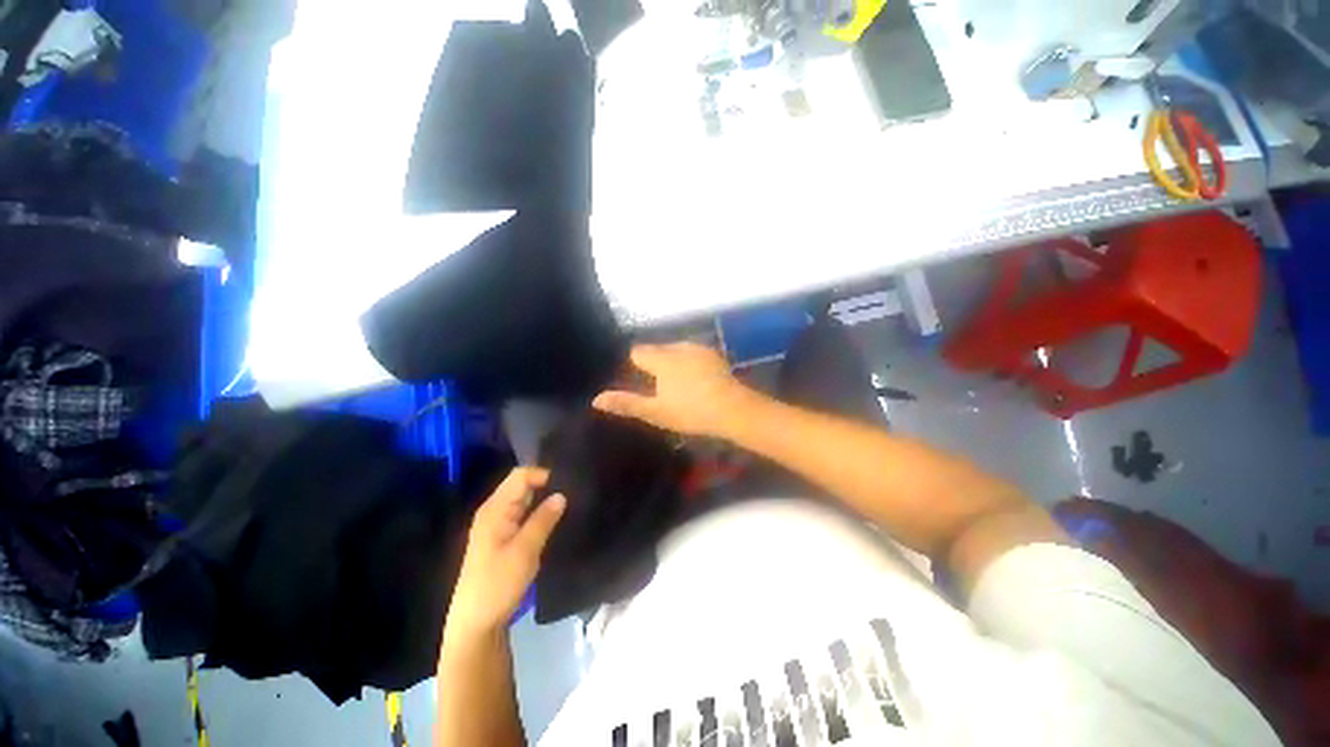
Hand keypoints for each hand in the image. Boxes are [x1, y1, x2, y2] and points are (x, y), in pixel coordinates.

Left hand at [445, 468, 565, 641]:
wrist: (475, 623)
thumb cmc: (498, 584)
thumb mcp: (525, 550)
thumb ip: (543, 519)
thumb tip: (562, 494)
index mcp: (495, 509)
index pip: (521, 475)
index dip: (544, 474)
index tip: (568, 484)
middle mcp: (494, 511)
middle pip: (522, 484)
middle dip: (546, 485)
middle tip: (573, 492)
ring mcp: (497, 524)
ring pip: (524, 500)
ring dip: (544, 500)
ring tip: (569, 503)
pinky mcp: (502, 537)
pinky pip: (523, 514)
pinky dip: (538, 513)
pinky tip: (555, 520)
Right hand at [592, 342, 752, 437]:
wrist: (733, 410)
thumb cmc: (691, 412)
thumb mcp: (656, 412)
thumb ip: (627, 403)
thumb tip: (596, 399)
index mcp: (661, 358)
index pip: (637, 352)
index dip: (634, 366)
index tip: (638, 381)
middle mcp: (678, 346)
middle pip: (656, 350)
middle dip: (653, 364)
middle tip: (659, 387)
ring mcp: (698, 348)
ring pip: (675, 350)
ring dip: (671, 362)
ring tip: (678, 385)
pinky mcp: (713, 354)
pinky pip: (692, 353)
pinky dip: (688, 362)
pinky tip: (696, 380)